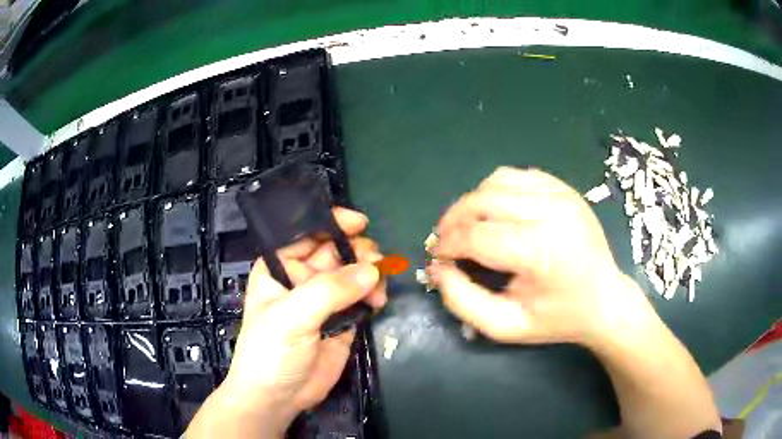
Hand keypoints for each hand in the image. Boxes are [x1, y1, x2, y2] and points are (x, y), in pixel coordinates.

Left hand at [187, 208, 386, 437]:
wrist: (278, 397)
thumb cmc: (270, 351)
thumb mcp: (291, 317)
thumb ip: (329, 291)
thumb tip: (372, 271)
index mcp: (280, 266)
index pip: (306, 233)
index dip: (331, 223)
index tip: (360, 224)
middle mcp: (302, 277)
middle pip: (336, 251)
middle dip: (357, 251)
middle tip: (376, 263)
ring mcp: (324, 300)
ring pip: (353, 273)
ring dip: (370, 274)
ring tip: (378, 288)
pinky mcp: (342, 320)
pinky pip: (362, 297)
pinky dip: (373, 294)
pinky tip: (378, 301)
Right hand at [429, 167, 652, 344]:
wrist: (604, 299)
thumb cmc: (556, 318)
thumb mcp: (506, 326)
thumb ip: (463, 300)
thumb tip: (437, 267)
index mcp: (542, 252)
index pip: (477, 235)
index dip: (448, 245)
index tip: (438, 257)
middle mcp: (552, 213)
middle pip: (482, 201)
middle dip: (453, 220)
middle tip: (445, 240)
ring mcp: (561, 195)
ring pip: (496, 181)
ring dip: (473, 202)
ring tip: (469, 225)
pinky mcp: (564, 188)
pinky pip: (517, 176)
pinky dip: (497, 191)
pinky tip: (497, 213)